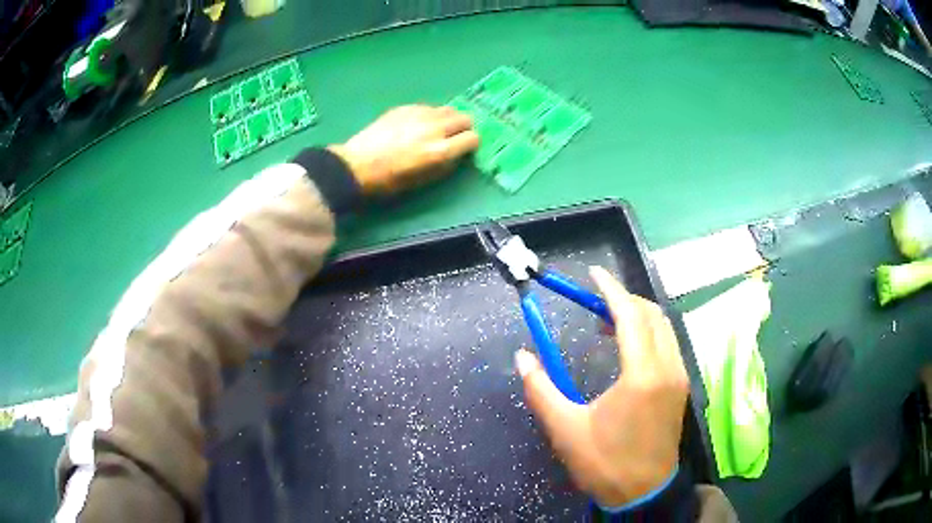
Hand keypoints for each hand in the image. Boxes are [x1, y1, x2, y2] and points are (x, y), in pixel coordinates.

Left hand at [328, 105, 479, 195]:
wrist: (356, 165)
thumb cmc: (390, 181)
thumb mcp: (423, 180)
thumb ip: (446, 165)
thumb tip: (457, 154)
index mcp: (440, 151)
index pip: (473, 138)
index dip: (471, 144)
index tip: (464, 149)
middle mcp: (435, 128)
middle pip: (465, 118)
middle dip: (464, 128)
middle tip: (454, 137)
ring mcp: (419, 114)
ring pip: (448, 109)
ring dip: (448, 119)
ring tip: (437, 129)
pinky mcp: (405, 107)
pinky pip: (429, 107)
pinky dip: (430, 115)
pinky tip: (417, 125)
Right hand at [515, 266, 688, 507]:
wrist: (643, 493)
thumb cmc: (604, 463)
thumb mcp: (565, 429)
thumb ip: (541, 389)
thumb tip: (522, 357)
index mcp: (642, 376)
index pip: (631, 316)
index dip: (612, 290)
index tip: (594, 274)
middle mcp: (668, 368)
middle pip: (652, 315)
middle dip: (624, 299)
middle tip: (595, 300)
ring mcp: (678, 377)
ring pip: (663, 328)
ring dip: (637, 316)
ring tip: (606, 322)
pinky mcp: (679, 388)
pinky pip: (667, 344)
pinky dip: (648, 333)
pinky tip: (626, 347)